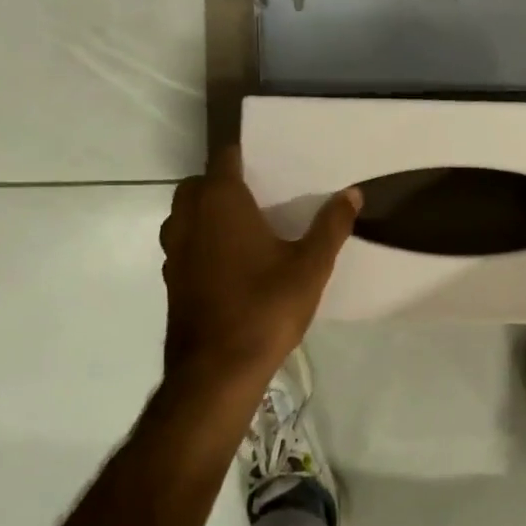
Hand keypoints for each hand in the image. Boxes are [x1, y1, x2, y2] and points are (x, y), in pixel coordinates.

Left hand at [160, 146, 359, 393]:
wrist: (217, 370)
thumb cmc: (266, 307)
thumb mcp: (311, 265)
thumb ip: (331, 226)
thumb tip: (353, 193)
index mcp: (221, 203)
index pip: (224, 158)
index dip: (244, 155)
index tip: (269, 162)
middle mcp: (189, 219)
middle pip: (197, 184)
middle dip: (221, 182)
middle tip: (259, 195)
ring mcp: (175, 251)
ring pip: (184, 215)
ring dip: (206, 212)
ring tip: (245, 226)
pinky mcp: (172, 280)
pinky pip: (184, 244)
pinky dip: (201, 241)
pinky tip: (231, 263)